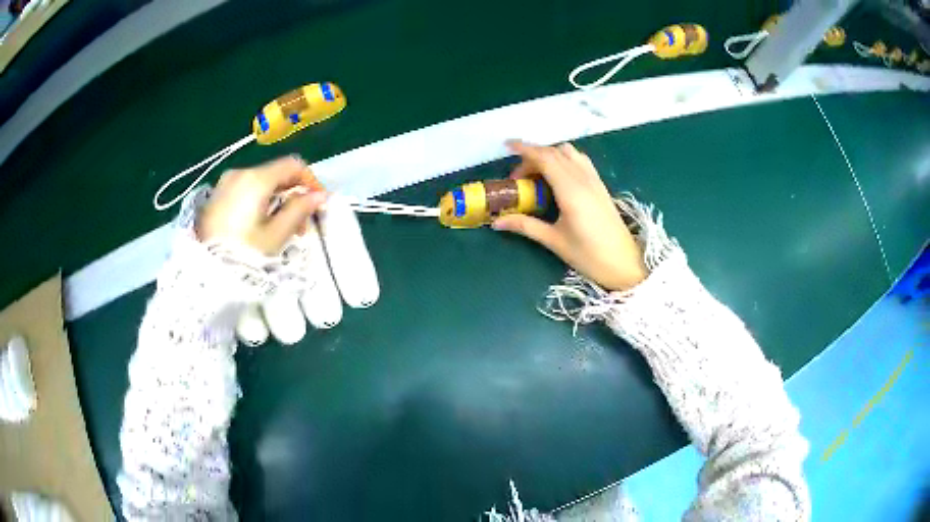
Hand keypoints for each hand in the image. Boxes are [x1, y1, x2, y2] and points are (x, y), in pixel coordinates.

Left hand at [196, 156, 326, 255]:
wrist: (203, 274)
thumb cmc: (243, 254)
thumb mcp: (276, 235)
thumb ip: (299, 210)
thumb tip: (319, 195)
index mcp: (256, 179)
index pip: (293, 165)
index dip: (310, 180)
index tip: (319, 203)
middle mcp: (239, 173)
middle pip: (276, 174)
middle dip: (293, 194)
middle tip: (301, 225)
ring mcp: (224, 184)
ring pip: (261, 184)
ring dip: (277, 200)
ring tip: (281, 229)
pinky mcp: (215, 198)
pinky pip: (245, 191)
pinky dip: (259, 202)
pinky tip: (260, 226)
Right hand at [492, 141, 646, 290]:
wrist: (624, 264)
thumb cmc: (589, 256)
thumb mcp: (554, 241)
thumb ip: (525, 226)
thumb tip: (497, 222)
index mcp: (571, 190)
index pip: (545, 159)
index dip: (525, 149)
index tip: (507, 146)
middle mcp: (583, 179)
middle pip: (555, 153)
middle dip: (533, 157)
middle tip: (518, 178)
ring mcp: (594, 180)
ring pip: (569, 153)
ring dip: (550, 156)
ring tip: (537, 175)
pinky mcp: (600, 186)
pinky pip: (580, 161)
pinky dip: (564, 159)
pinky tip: (558, 178)